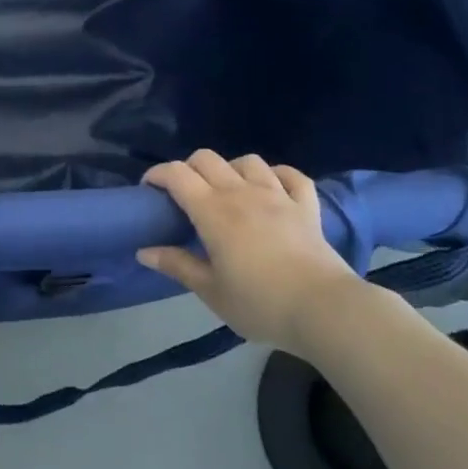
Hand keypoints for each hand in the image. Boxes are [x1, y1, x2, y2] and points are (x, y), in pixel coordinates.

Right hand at [136, 150, 364, 346]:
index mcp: (213, 211)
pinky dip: (278, 175)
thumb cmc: (260, 303)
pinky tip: (272, 188)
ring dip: (231, 169)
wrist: (324, 309)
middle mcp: (242, 193)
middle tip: (184, 195)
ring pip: (248, 161)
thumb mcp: (211, 291)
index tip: (148, 190)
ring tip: (228, 191)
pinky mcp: (306, 206)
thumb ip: (177, 265)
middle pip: (207, 159)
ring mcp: (277, 195)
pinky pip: (292, 176)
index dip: (157, 174)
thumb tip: (144, 251)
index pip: (177, 174)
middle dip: (188, 168)